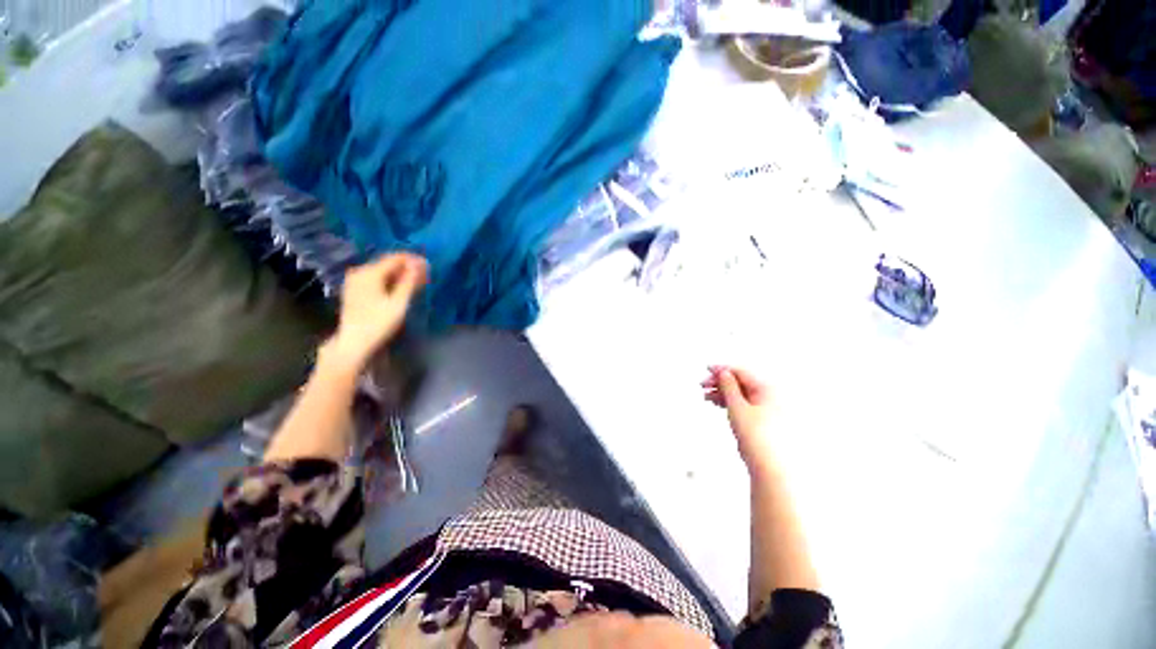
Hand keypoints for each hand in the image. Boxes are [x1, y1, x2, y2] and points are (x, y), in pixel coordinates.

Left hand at [325, 253, 428, 370]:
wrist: (354, 343)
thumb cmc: (379, 323)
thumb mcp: (398, 302)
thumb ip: (409, 281)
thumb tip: (420, 263)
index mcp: (370, 273)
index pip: (395, 258)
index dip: (413, 260)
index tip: (429, 265)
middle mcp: (360, 272)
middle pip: (388, 263)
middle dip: (407, 267)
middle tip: (425, 274)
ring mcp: (355, 281)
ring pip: (382, 271)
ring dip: (400, 274)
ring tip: (417, 281)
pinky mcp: (354, 290)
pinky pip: (376, 278)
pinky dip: (390, 280)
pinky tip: (401, 287)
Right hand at [702, 366, 773, 469]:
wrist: (769, 467)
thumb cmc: (759, 438)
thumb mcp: (737, 407)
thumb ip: (729, 386)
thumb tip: (724, 373)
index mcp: (768, 388)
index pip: (741, 372)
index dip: (722, 369)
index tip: (707, 369)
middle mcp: (771, 396)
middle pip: (741, 382)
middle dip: (721, 382)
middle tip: (704, 384)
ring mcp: (769, 408)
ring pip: (741, 393)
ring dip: (723, 392)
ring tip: (707, 395)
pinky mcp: (764, 419)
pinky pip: (744, 403)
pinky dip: (730, 402)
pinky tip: (719, 404)